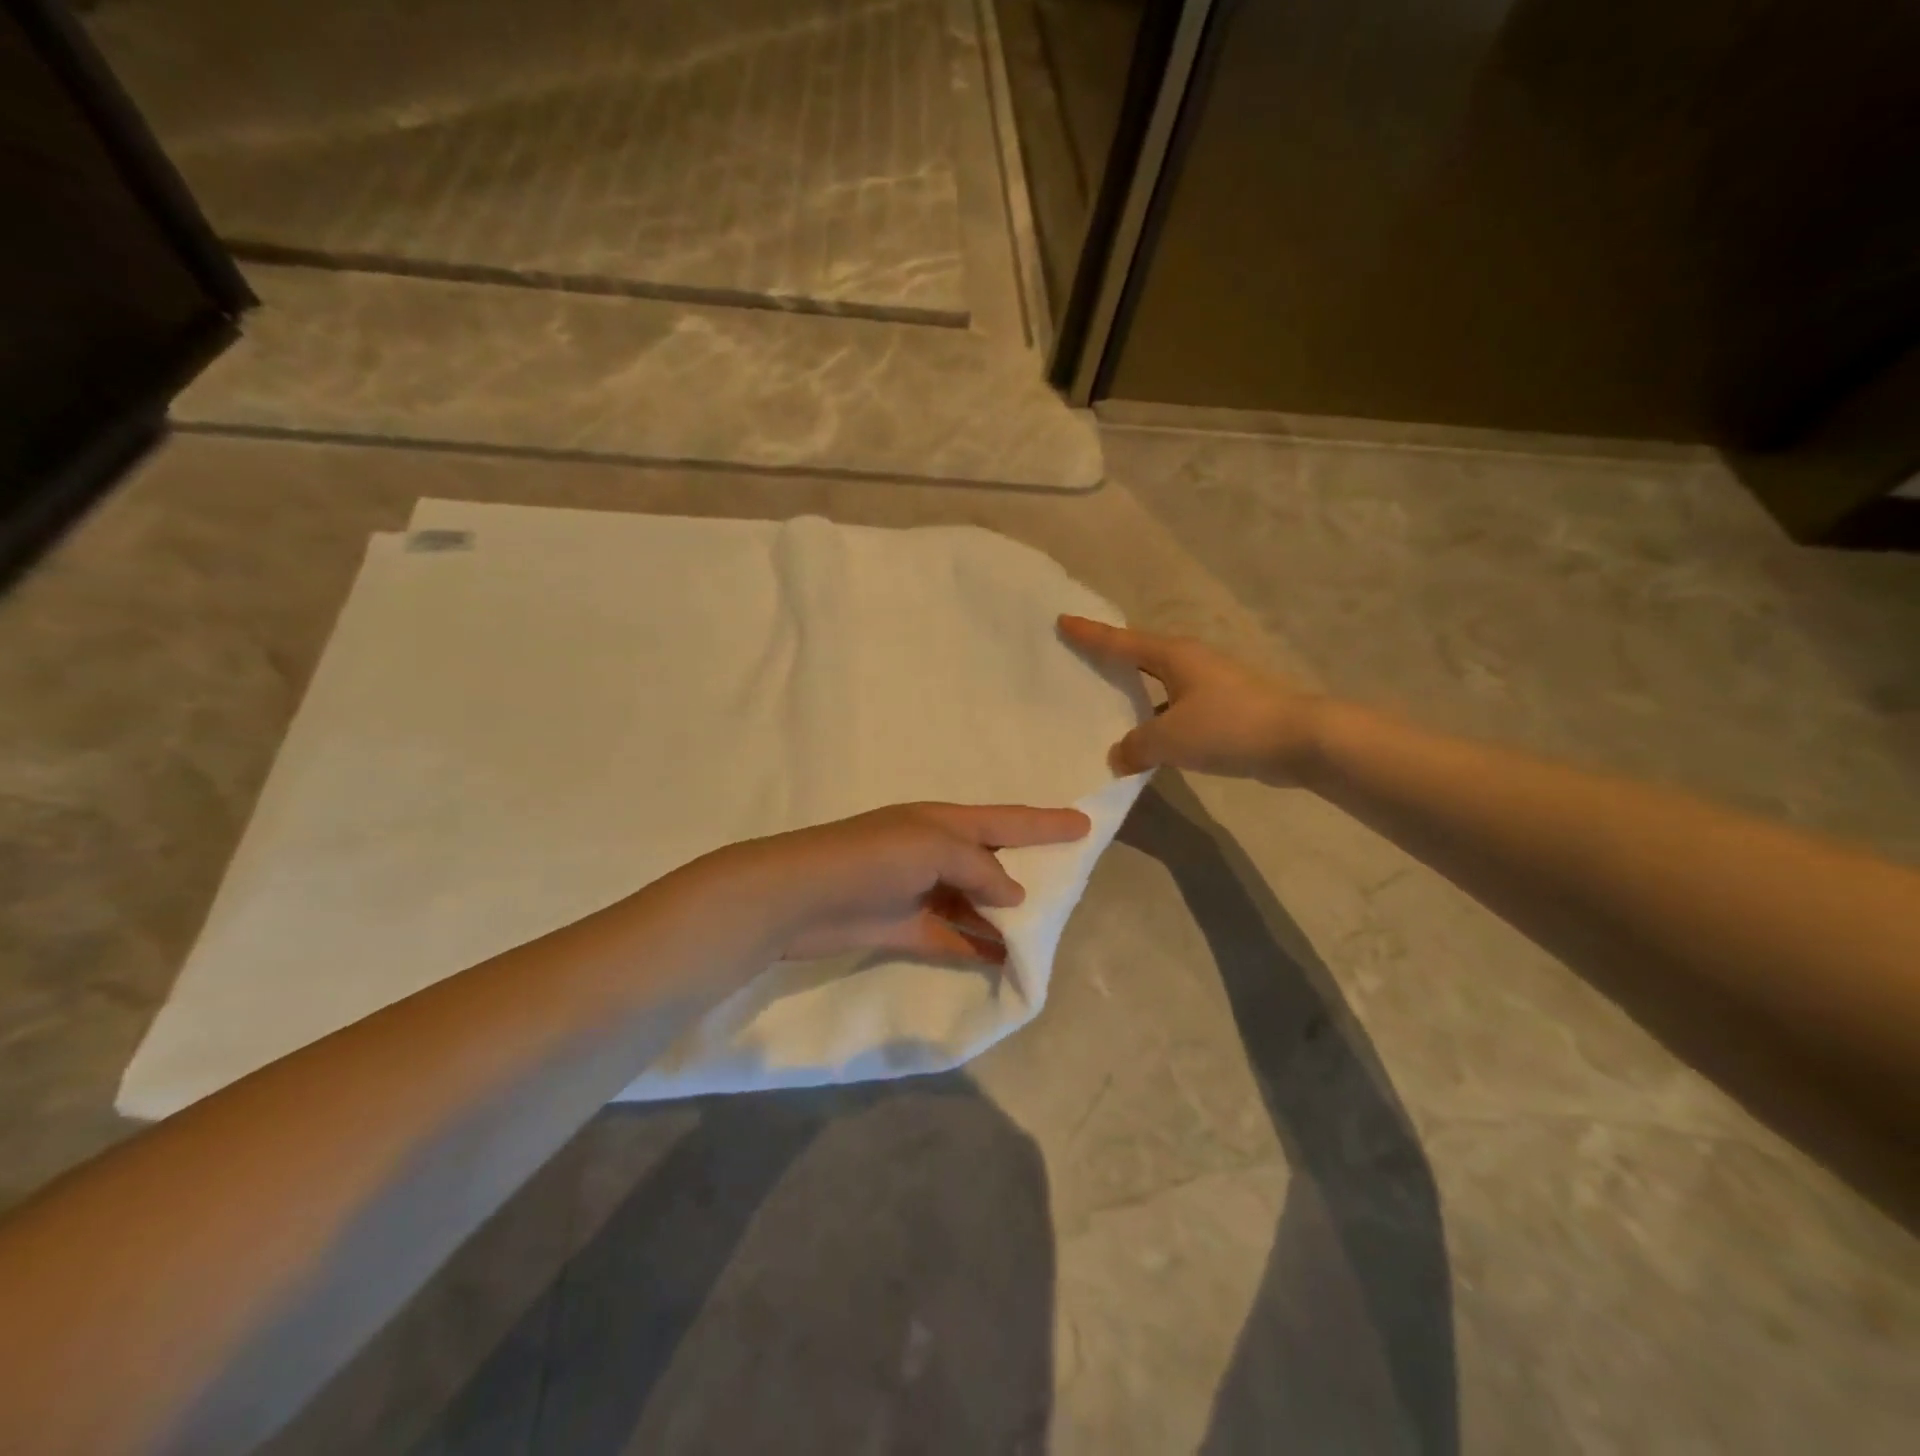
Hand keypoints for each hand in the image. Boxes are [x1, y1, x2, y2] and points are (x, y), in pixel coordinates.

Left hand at [718, 802, 1090, 963]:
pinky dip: (979, 947)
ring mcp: (921, 891)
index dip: (1046, 822)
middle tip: (1071, 884)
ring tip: (1046, 934)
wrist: (798, 898)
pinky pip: (954, 936)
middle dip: (1031, 871)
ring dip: (1006, 917)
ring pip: (977, 903)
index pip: (1007, 819)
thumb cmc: (869, 859)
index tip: (1085, 824)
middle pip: (995, 861)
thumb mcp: (932, 846)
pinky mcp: (906, 927)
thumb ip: (979, 866)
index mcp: (944, 823)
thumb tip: (1013, 895)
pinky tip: (1005, 961)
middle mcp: (936, 852)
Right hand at [1059, 615, 1326, 781]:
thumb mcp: (1170, 738)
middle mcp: (1190, 663)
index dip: (1090, 633)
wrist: (1298, 739)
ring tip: (1106, 708)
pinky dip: (1157, 721)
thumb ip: (1136, 747)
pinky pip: (1176, 710)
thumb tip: (1119, 757)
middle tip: (1080, 660)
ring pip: (1159, 686)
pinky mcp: (1224, 710)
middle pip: (1140, 657)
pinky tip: (1146, 742)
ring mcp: (1210, 685)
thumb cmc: (1228, 726)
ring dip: (1135, 697)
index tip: (1063, 620)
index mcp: (1173, 656)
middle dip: (1111, 658)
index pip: (1120, 642)